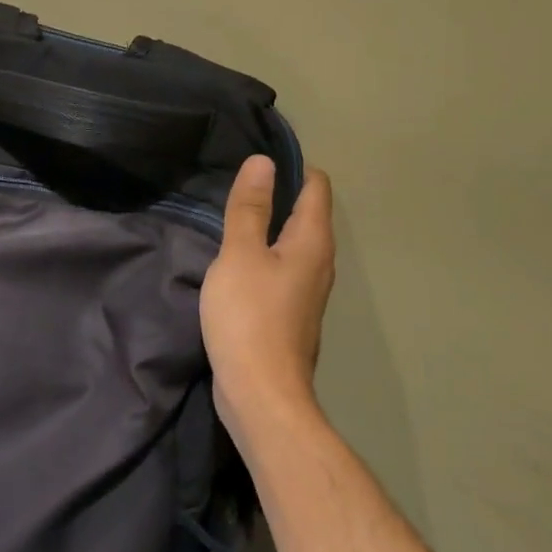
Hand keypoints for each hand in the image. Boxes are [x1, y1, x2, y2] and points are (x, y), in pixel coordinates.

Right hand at [201, 155, 335, 439]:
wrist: (260, 393)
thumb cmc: (249, 316)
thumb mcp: (240, 254)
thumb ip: (250, 207)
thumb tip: (264, 161)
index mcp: (312, 242)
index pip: (316, 187)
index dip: (292, 166)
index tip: (256, 158)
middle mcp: (319, 262)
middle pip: (307, 213)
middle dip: (278, 192)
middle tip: (237, 181)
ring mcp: (306, 291)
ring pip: (292, 242)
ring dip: (268, 225)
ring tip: (232, 213)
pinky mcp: (290, 313)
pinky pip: (280, 267)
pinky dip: (262, 253)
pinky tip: (234, 258)